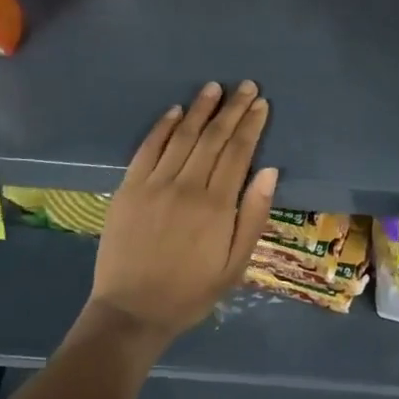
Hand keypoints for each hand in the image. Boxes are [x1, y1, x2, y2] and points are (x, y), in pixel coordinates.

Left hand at [83, 81, 277, 345]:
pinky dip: (162, 127)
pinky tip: (175, 111)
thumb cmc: (192, 291)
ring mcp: (154, 185)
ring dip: (200, 109)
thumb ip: (253, 216)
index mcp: (216, 206)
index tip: (261, 103)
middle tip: (246, 86)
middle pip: (213, 138)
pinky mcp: (128, 189)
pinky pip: (148, 149)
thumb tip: (270, 171)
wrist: (132, 312)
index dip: (251, 125)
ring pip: (182, 137)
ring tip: (215, 87)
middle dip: (232, 109)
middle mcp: (186, 187)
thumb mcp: (236, 264)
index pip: (238, 152)